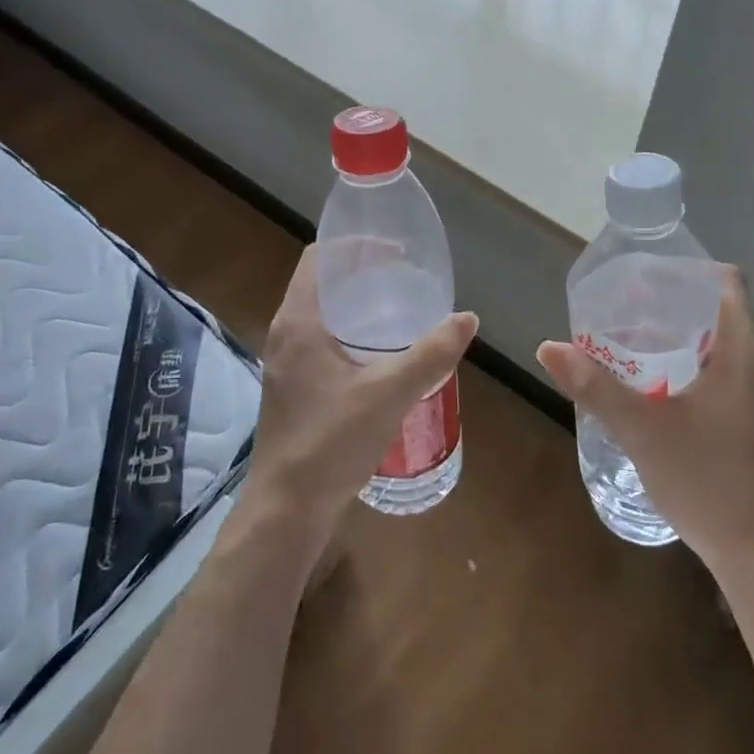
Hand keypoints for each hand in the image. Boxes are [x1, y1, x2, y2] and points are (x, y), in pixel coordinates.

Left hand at [243, 245, 477, 550]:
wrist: (288, 508)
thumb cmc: (332, 442)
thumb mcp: (390, 393)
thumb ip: (431, 354)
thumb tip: (466, 318)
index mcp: (299, 322)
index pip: (319, 258)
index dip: (356, 245)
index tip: (396, 250)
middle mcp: (286, 334)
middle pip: (321, 282)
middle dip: (362, 273)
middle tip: (405, 277)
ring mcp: (286, 362)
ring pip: (321, 313)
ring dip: (356, 303)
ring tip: (399, 308)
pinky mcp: (293, 387)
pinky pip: (321, 340)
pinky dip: (350, 331)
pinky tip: (381, 353)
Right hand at [536, 265, 753, 574]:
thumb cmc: (705, 478)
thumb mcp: (640, 428)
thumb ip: (593, 385)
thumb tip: (548, 347)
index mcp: (745, 350)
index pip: (726, 281)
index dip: (687, 270)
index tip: (645, 278)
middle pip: (721, 311)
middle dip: (674, 305)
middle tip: (625, 310)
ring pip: (725, 346)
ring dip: (684, 339)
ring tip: (635, 346)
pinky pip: (729, 375)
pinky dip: (696, 368)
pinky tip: (661, 390)